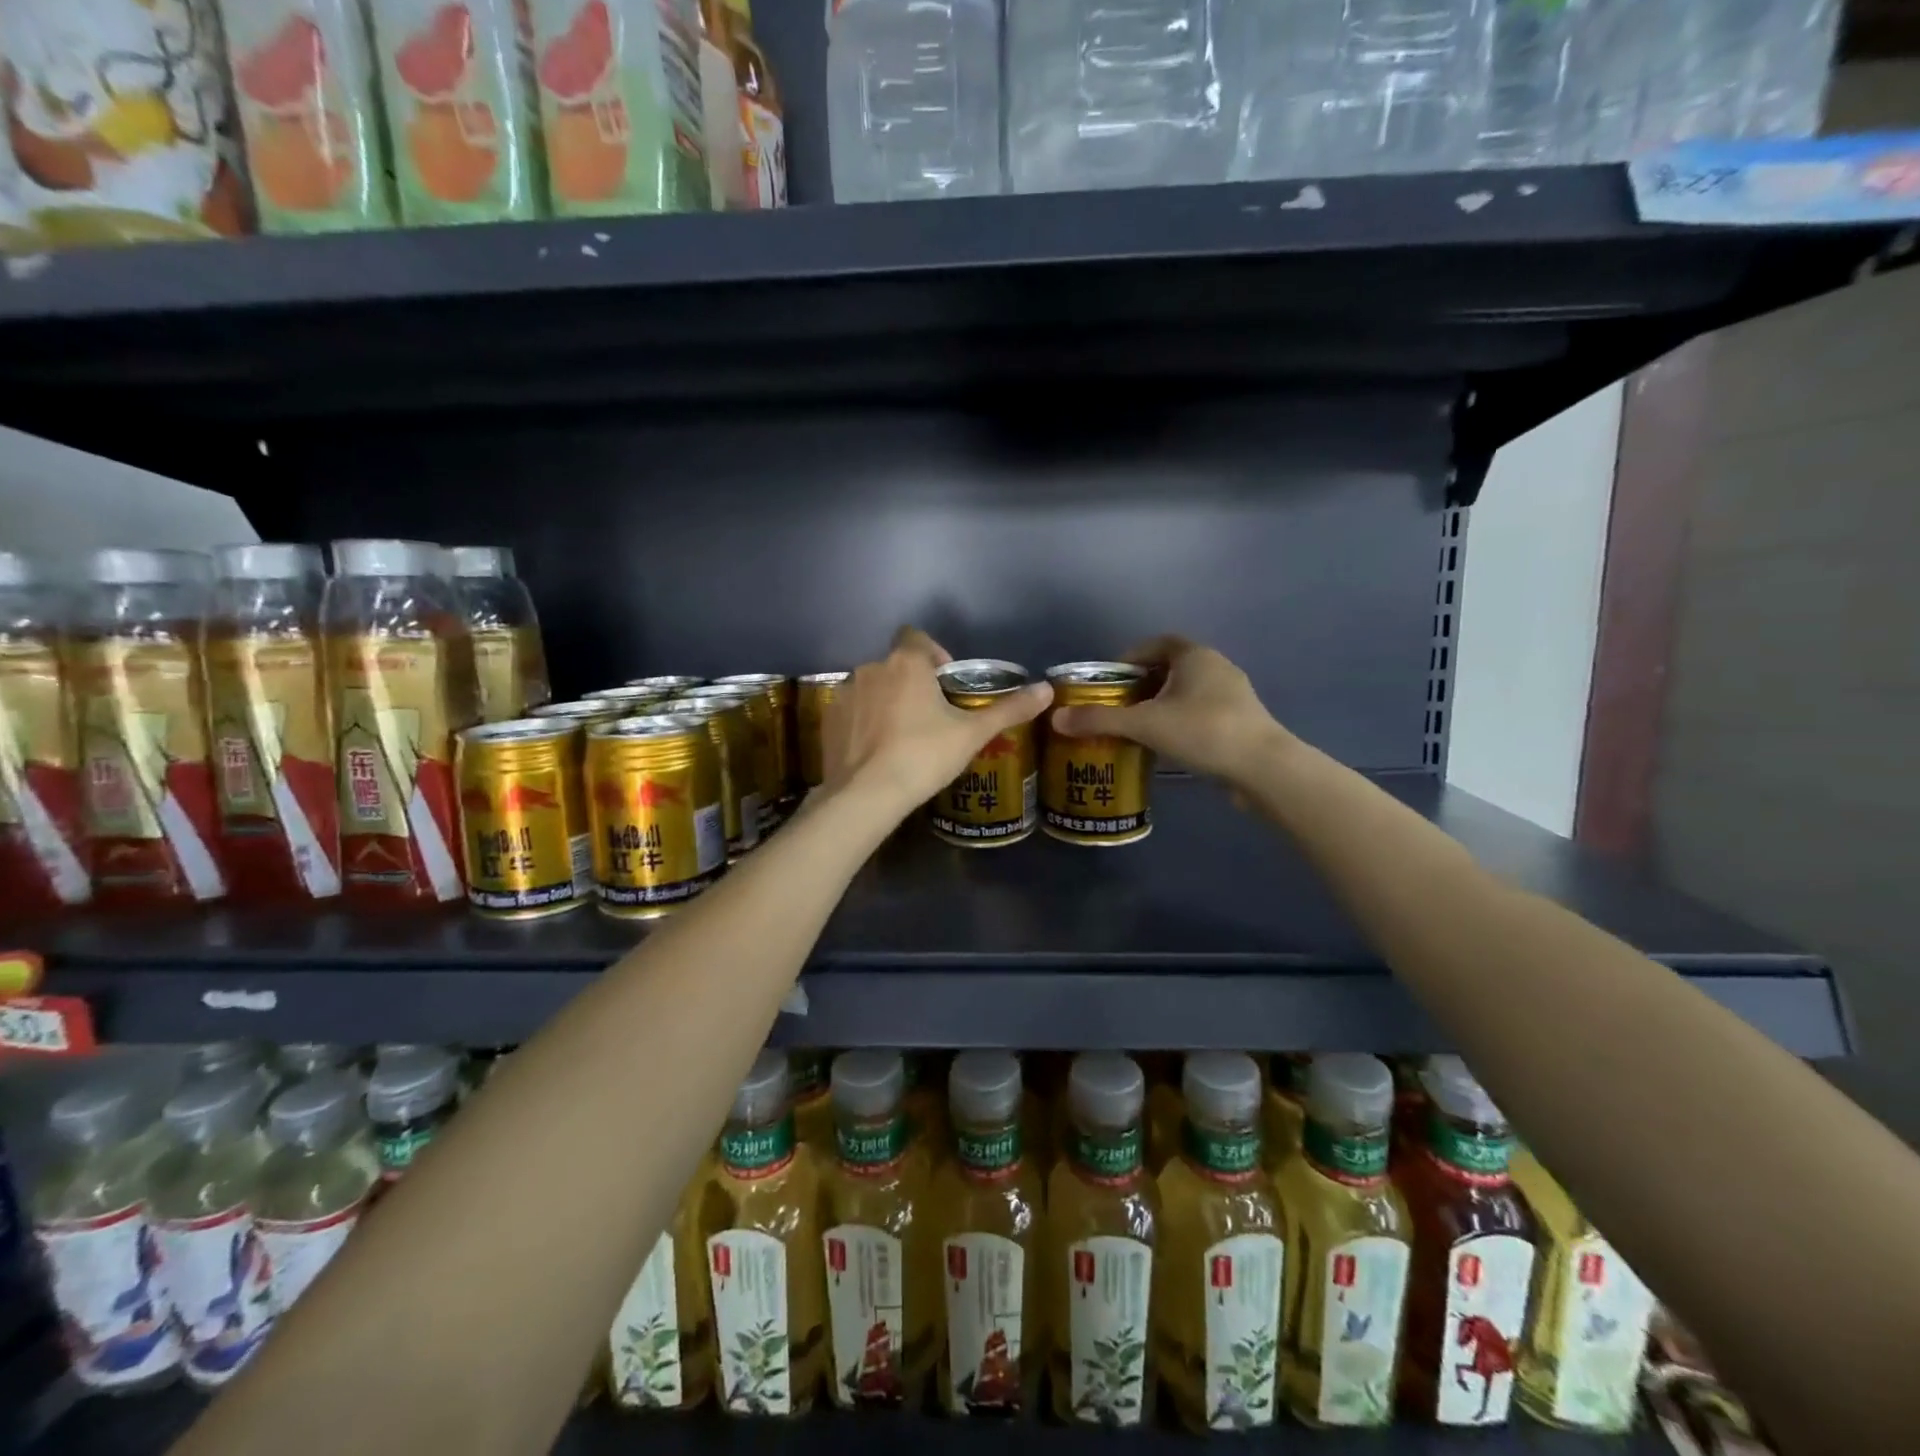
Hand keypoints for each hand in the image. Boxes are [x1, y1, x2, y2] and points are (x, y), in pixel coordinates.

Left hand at [822, 627, 1052, 816]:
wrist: (866, 795)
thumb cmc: (924, 756)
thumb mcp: (972, 734)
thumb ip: (1009, 709)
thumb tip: (1047, 689)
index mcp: (906, 663)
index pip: (917, 637)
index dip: (933, 654)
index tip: (945, 684)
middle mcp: (871, 668)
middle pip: (896, 665)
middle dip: (912, 683)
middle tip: (931, 718)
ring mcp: (845, 693)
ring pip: (873, 688)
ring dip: (887, 702)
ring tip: (903, 737)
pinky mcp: (828, 720)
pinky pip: (851, 712)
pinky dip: (863, 723)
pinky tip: (876, 751)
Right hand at [1050, 635, 1287, 785]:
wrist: (1263, 768)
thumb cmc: (1203, 731)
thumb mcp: (1145, 724)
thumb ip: (1100, 719)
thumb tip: (1056, 718)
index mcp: (1194, 655)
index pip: (1156, 643)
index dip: (1129, 657)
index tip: (1108, 680)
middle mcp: (1216, 666)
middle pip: (1169, 668)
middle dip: (1140, 685)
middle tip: (1115, 706)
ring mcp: (1233, 695)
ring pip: (1185, 693)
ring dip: (1160, 705)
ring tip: (1134, 728)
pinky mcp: (1240, 721)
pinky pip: (1200, 713)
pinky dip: (1178, 722)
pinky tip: (1164, 745)